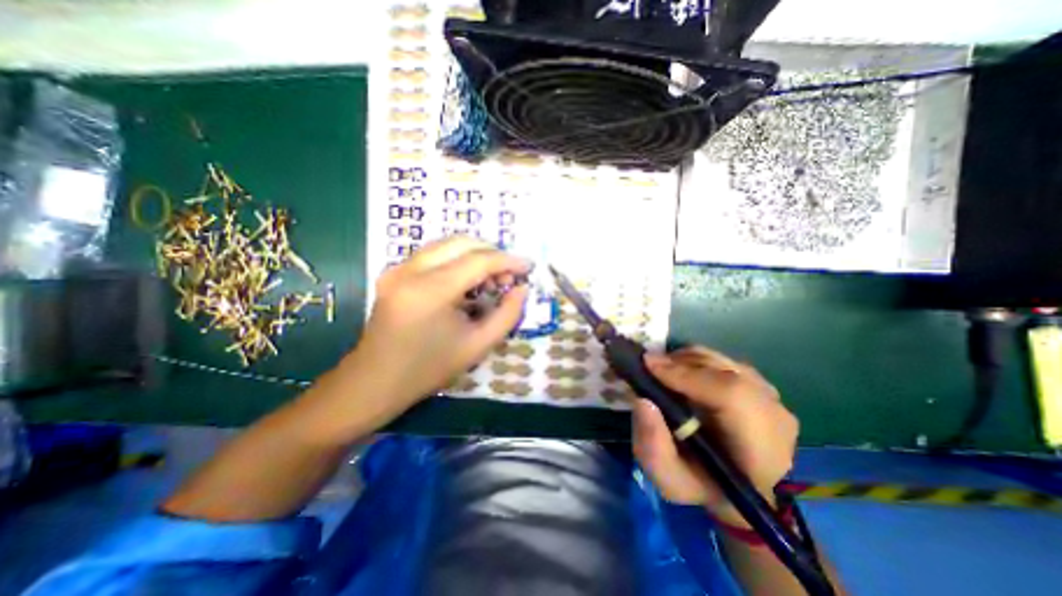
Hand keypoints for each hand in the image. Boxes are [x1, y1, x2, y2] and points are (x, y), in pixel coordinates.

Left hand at [344, 236, 531, 412]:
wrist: (375, 382)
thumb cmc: (429, 369)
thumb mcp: (478, 345)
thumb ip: (508, 314)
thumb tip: (522, 288)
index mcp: (430, 291)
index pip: (478, 260)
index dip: (508, 260)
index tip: (528, 266)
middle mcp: (410, 270)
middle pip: (462, 243)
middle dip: (492, 253)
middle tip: (508, 276)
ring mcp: (397, 268)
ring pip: (447, 244)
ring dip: (475, 255)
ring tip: (490, 280)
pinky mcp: (393, 272)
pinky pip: (434, 254)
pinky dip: (457, 260)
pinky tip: (467, 282)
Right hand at [628, 348, 795, 529]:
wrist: (736, 487)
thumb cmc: (702, 486)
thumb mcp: (669, 480)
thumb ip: (652, 446)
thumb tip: (642, 401)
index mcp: (760, 450)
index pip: (732, 395)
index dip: (687, 375)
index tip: (649, 366)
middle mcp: (774, 415)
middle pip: (722, 369)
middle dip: (679, 364)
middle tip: (648, 369)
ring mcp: (771, 396)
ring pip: (719, 360)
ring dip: (685, 362)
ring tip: (662, 374)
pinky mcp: (760, 384)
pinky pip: (721, 360)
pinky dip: (695, 362)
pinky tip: (681, 377)